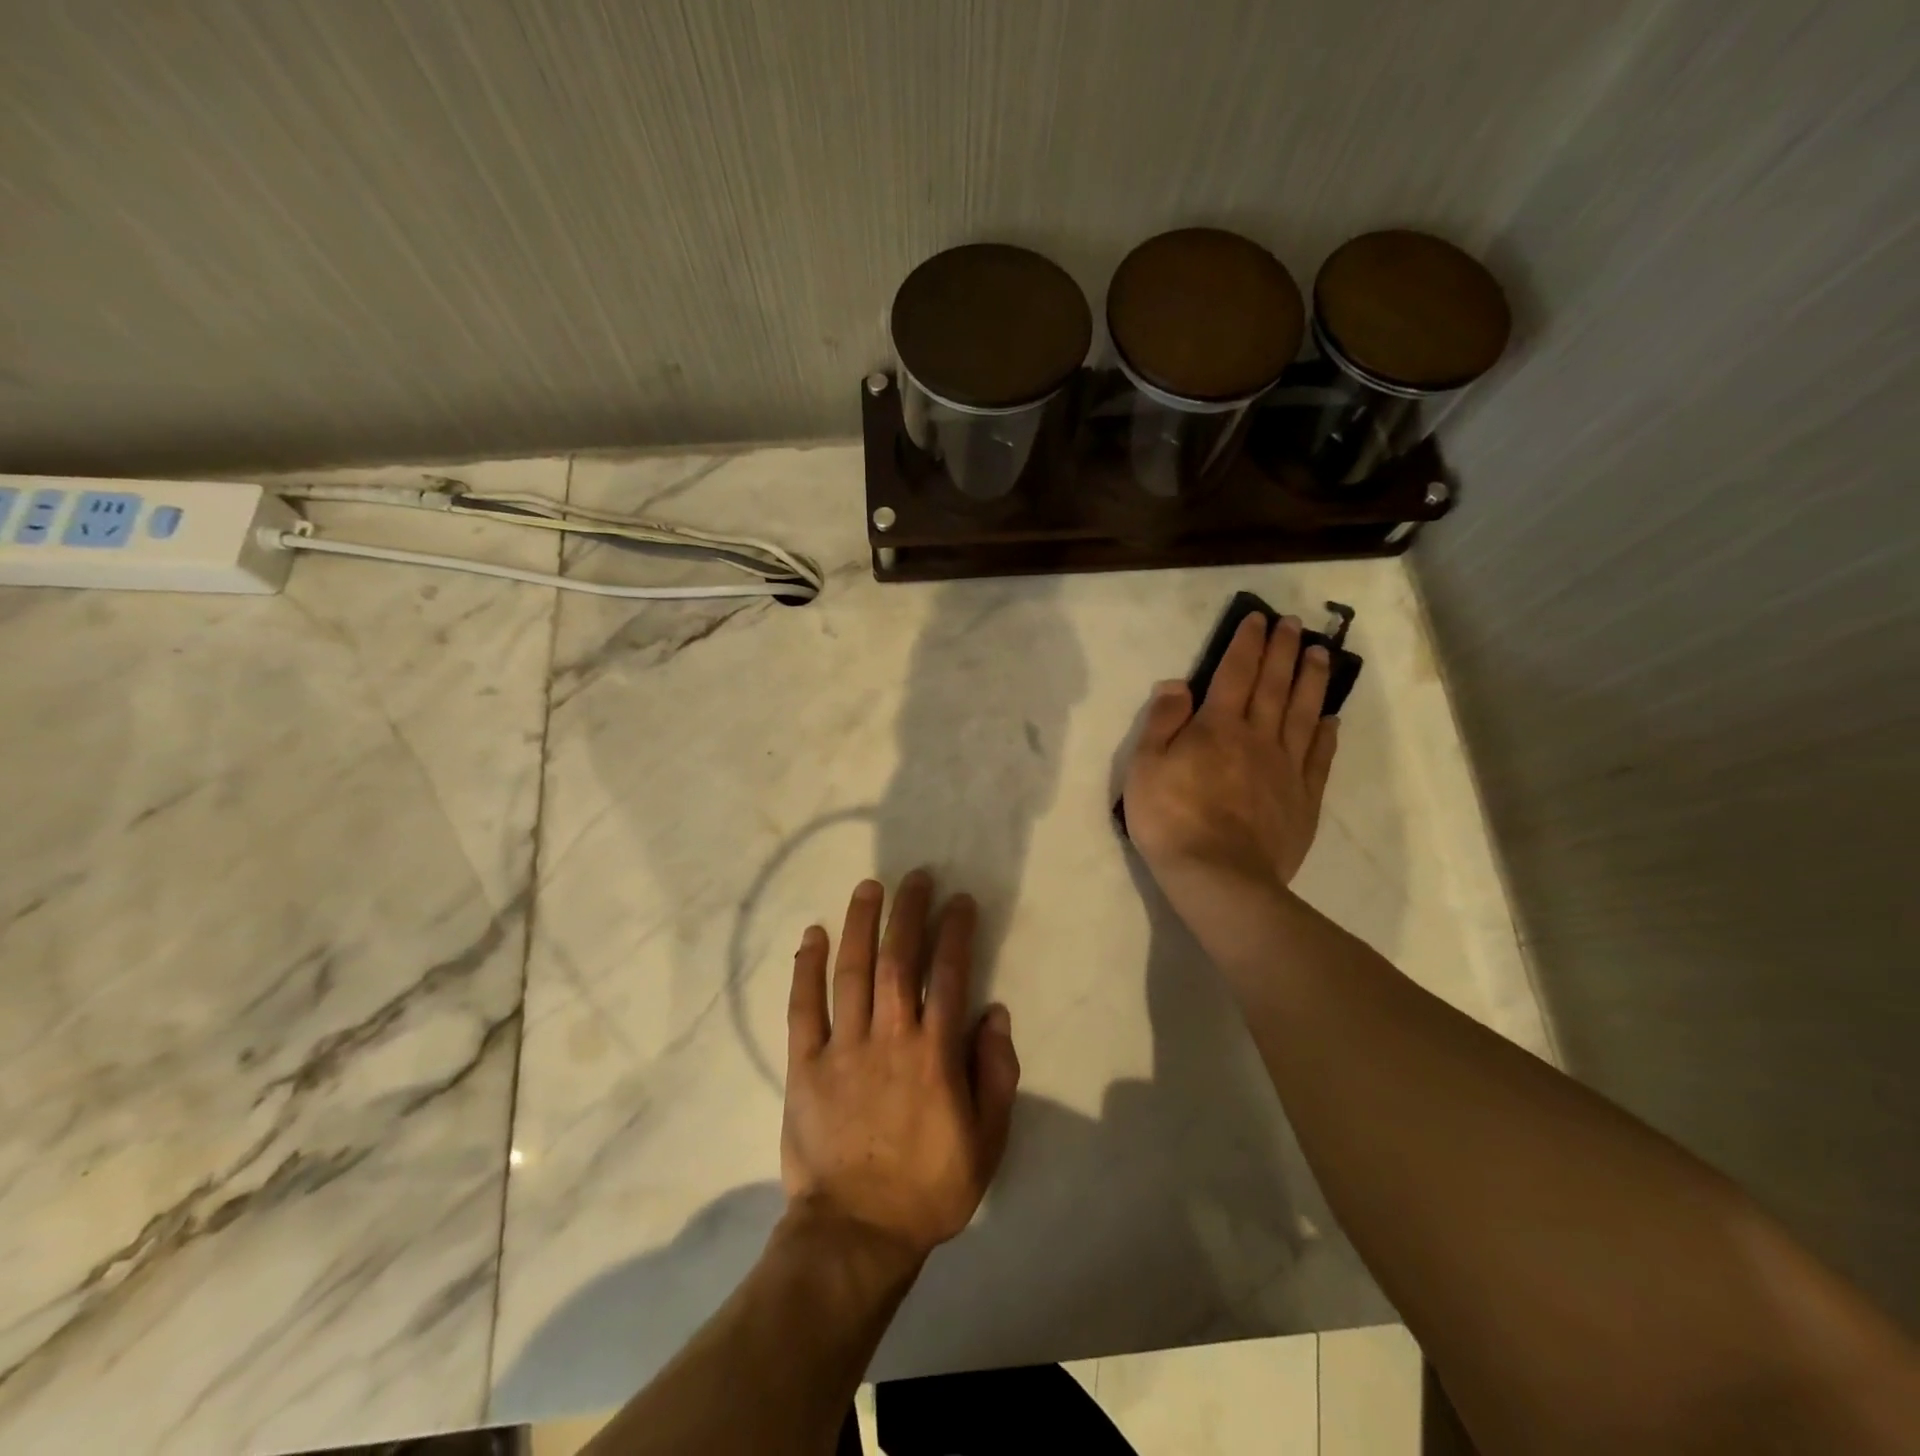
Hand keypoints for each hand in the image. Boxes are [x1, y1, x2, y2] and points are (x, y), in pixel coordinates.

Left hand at [781, 872, 1020, 1263]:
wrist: (856, 1234)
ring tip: (868, 887)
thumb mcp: (987, 1141)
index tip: (959, 901)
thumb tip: (995, 1014)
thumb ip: (996, 1074)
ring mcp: (843, 1048)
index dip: (955, 932)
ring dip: (861, 924)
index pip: (948, 975)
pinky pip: (803, 1007)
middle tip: (914, 877)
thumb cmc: (929, 1188)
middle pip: (898, 959)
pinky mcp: (805, 1065)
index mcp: (935, 1054)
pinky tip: (813, 935)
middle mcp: (890, 1038)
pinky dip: (807, 968)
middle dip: (908, 912)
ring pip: (851, 971)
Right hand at [1123, 613, 1338, 898]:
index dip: (1246, 644)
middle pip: (1275, 685)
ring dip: (1312, 680)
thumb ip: (1163, 722)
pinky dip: (1327, 732)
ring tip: (1321, 654)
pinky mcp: (1303, 798)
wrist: (1218, 876)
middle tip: (1294, 624)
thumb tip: (1178, 683)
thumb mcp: (1145, 766)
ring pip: (1304, 713)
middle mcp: (1258, 737)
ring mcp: (1286, 768)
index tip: (1259, 619)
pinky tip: (1332, 717)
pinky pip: (1319, 756)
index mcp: (1218, 727)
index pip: (1235, 673)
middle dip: (1284, 651)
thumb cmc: (1171, 819)